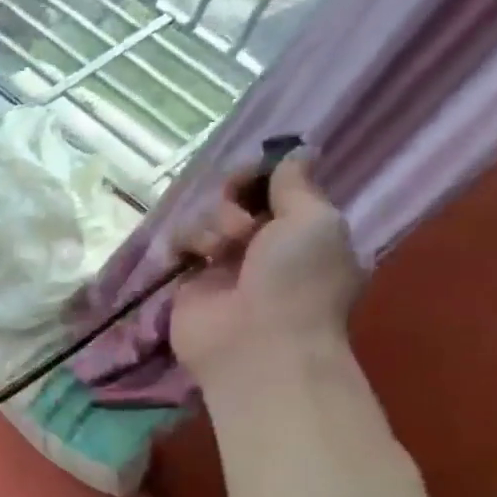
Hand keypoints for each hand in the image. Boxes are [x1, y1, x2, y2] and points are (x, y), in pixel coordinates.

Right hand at [170, 158, 362, 385]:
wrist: (256, 344)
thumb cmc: (297, 281)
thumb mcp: (314, 220)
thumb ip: (297, 184)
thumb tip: (298, 152)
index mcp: (304, 231)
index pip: (278, 187)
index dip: (263, 175)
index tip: (256, 174)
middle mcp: (265, 245)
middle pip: (239, 198)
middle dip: (236, 198)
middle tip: (240, 218)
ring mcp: (225, 264)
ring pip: (208, 218)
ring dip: (215, 224)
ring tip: (223, 248)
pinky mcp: (191, 281)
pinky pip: (182, 243)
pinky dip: (187, 242)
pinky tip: (196, 256)